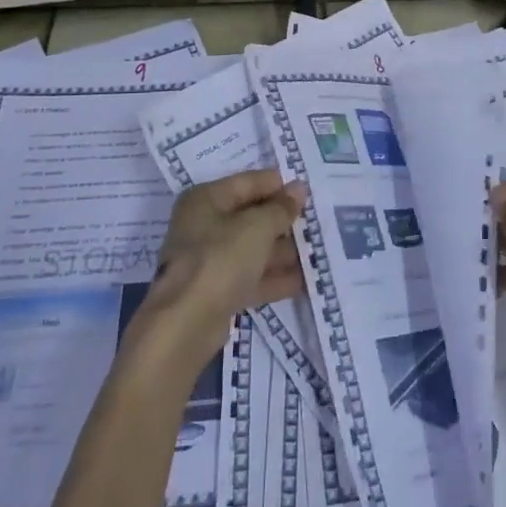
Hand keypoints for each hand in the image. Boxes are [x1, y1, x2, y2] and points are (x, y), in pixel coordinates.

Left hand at [134, 170, 308, 368]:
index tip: (309, 191)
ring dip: (284, 251)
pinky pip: (252, 276)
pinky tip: (305, 280)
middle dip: (284, 221)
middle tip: (319, 222)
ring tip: (319, 252)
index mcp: (206, 200)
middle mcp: (204, 226)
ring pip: (253, 249)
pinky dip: (275, 277)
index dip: (278, 185)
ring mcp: (210, 260)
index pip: (248, 182)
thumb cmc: (220, 259)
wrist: (186, 323)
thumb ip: (281, 208)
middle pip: (251, 216)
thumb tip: (299, 188)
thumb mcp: (257, 227)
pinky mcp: (218, 291)